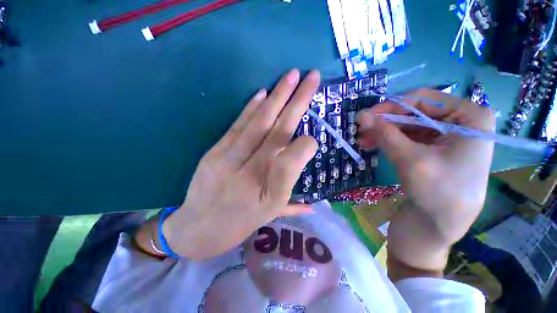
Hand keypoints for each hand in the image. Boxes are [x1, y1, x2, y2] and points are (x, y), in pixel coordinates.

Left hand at [163, 69, 319, 260]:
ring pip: (258, 123)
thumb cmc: (237, 224)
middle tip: (311, 77)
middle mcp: (251, 174)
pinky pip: (237, 126)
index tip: (313, 138)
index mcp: (268, 196)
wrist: (196, 229)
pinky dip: (251, 107)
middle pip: (278, 132)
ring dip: (277, 97)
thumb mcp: (269, 218)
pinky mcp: (214, 152)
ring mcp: (229, 160)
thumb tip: (314, 202)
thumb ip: (292, 205)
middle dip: (297, 102)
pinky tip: (263, 92)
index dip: (305, 146)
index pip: (291, 162)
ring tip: (291, 75)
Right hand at [357, 89, 494, 273]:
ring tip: (362, 139)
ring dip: (383, 131)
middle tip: (360, 129)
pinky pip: (407, 137)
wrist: (440, 227)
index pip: (424, 99)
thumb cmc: (437, 192)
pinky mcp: (433, 149)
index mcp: (470, 116)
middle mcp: (461, 122)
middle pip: (415, 112)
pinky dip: (388, 140)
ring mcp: (447, 136)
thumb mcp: (409, 158)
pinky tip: (372, 144)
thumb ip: (384, 133)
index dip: (391, 106)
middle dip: (385, 121)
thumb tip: (360, 114)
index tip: (366, 116)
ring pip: (408, 125)